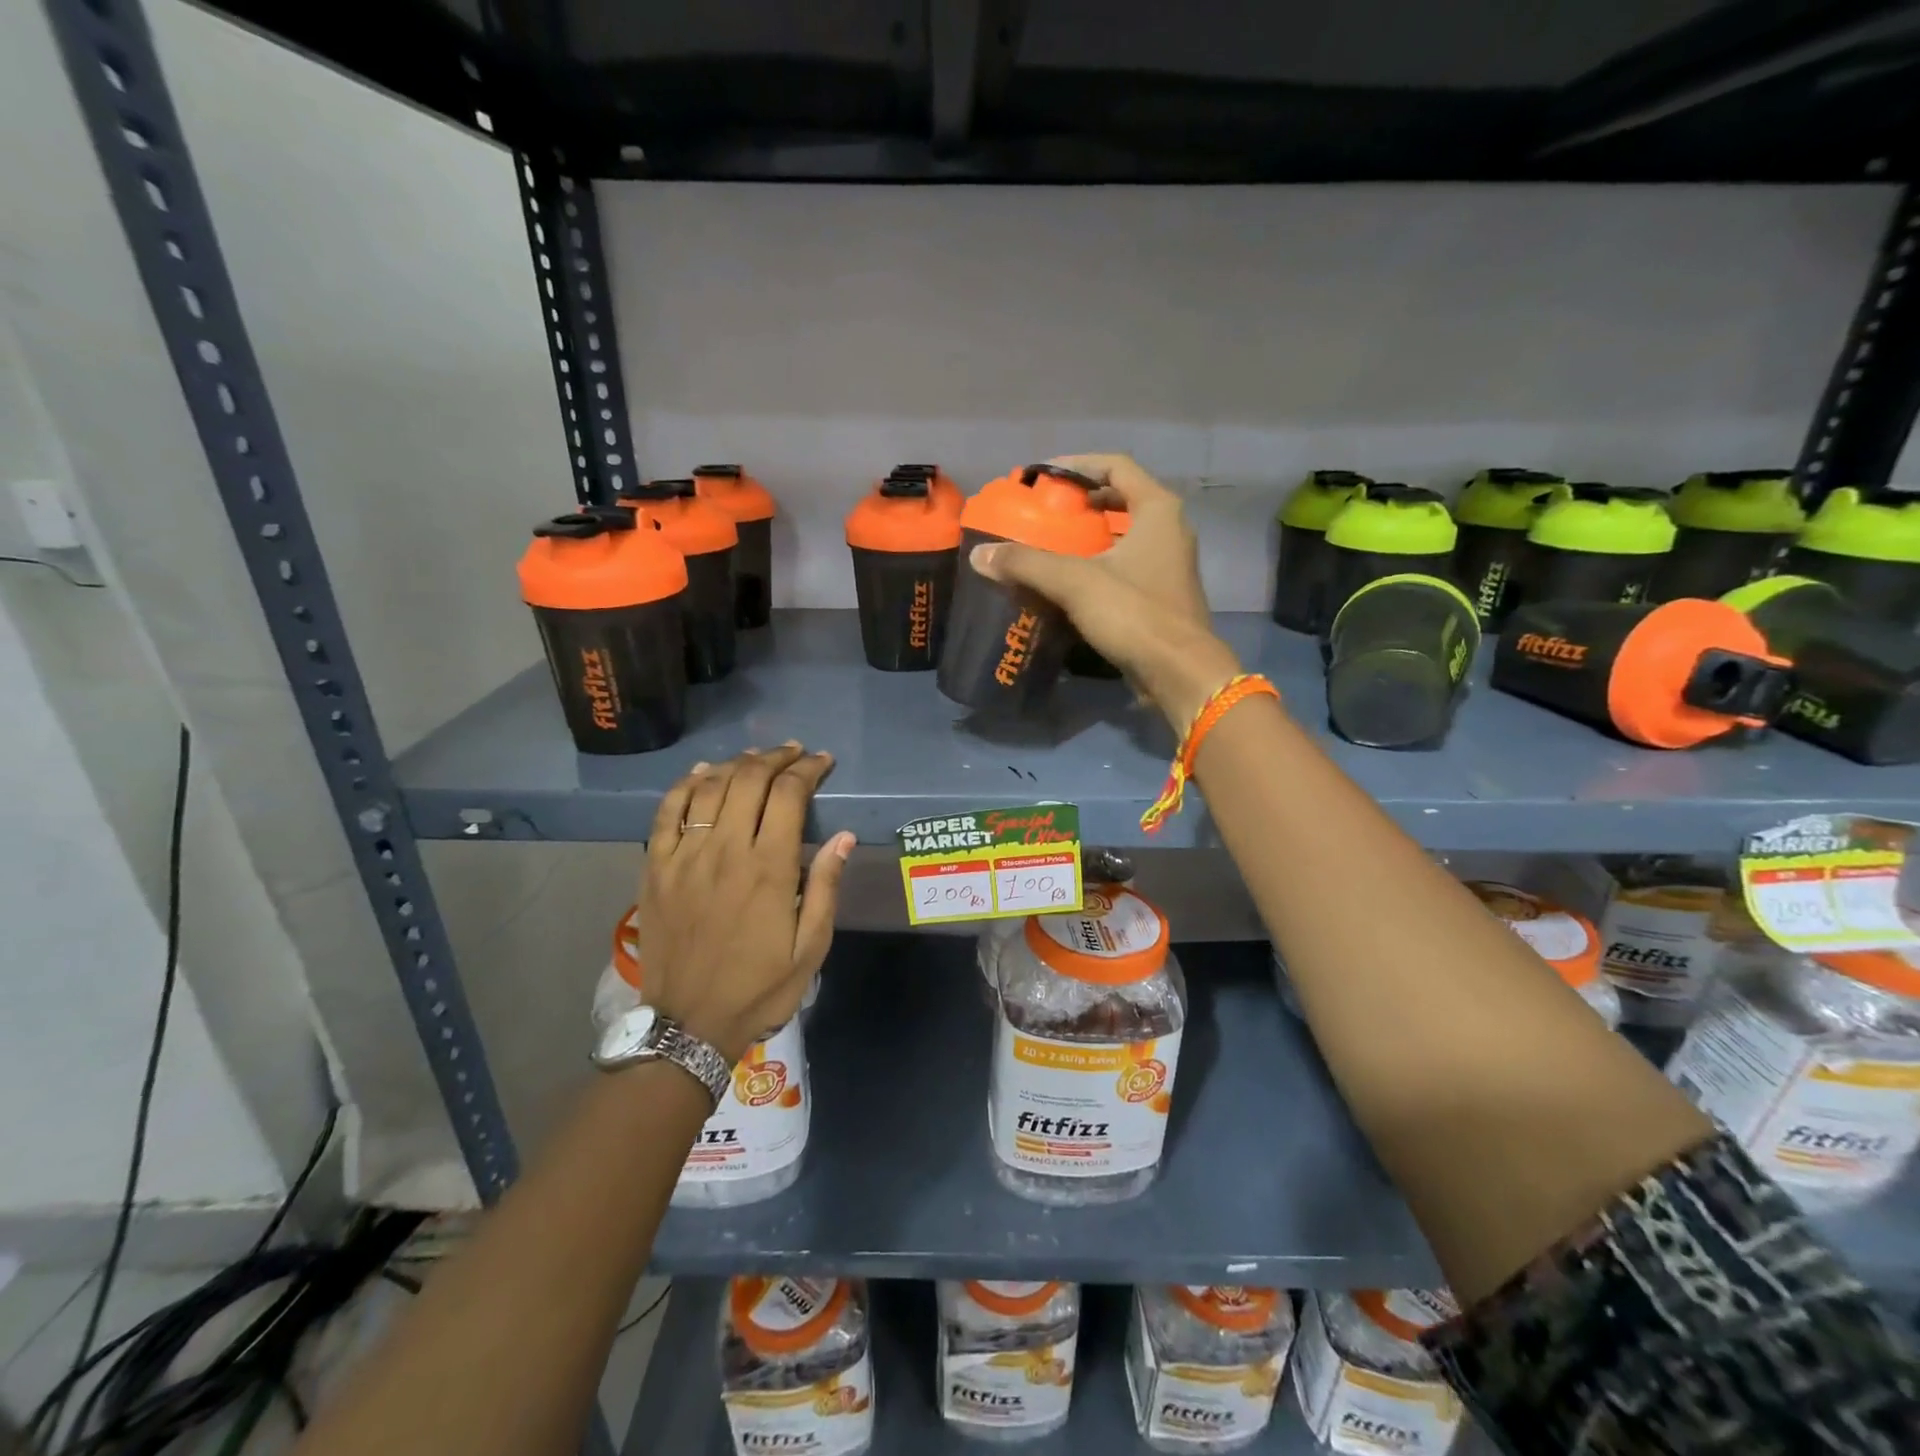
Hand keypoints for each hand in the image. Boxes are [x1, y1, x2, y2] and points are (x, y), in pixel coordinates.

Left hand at [639, 746, 853, 1064]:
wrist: (688, 1024)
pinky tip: (703, 773)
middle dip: (776, 758)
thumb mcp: (810, 947)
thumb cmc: (759, 988)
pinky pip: (668, 811)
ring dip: (737, 764)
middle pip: (749, 780)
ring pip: (710, 787)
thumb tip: (844, 836)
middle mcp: (725, 850)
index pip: (789, 795)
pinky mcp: (656, 867)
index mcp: (768, 869)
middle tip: (794, 753)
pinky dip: (686, 784)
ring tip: (757, 758)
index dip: (808, 769)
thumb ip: (825, 887)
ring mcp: (685, 856)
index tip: (822, 761)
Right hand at [970, 454, 1243, 725]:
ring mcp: (1168, 565)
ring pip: (1124, 536)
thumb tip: (980, 555)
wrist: (1179, 673)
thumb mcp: (1075, 582)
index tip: (1043, 477)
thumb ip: (1026, 563)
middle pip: (1122, 499)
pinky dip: (1098, 565)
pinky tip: (1069, 583)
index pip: (1117, 466)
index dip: (1077, 465)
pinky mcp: (1162, 596)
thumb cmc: (1134, 614)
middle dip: (1082, 503)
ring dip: (1089, 537)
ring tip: (1051, 545)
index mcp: (1158, 510)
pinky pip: (1126, 566)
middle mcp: (1170, 530)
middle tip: (1046, 512)